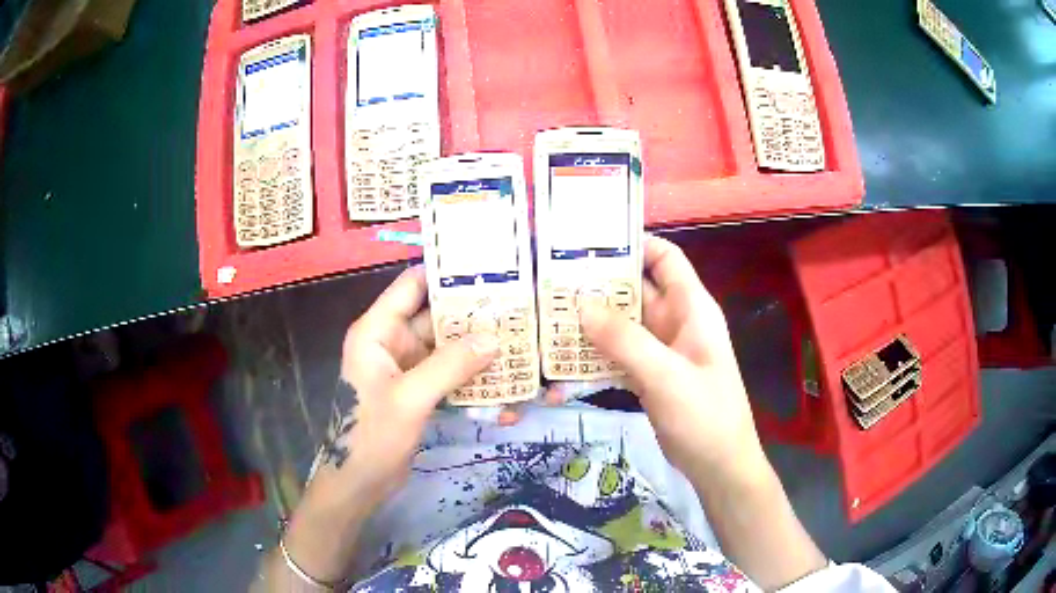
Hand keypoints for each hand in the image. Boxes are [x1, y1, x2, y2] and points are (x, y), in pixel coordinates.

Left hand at [282, 266, 501, 583]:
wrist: (357, 484)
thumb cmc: (371, 436)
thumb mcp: (410, 397)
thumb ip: (450, 365)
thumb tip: (495, 338)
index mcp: (377, 331)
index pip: (411, 286)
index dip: (445, 273)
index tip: (488, 267)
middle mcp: (390, 343)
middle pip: (434, 317)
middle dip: (472, 314)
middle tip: (517, 306)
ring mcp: (405, 369)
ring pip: (445, 347)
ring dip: (476, 347)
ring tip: (518, 339)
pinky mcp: (417, 392)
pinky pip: (447, 374)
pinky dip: (470, 375)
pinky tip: (501, 379)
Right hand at [569, 236, 768, 483]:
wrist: (718, 466)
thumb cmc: (704, 415)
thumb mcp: (666, 375)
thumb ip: (625, 339)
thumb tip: (582, 303)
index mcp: (691, 308)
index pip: (664, 258)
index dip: (632, 245)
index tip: (587, 247)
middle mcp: (675, 322)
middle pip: (635, 291)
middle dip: (597, 287)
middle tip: (551, 285)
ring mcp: (660, 351)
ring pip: (621, 325)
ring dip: (590, 325)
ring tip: (547, 322)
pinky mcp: (648, 376)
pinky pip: (617, 356)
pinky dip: (594, 359)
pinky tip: (563, 367)